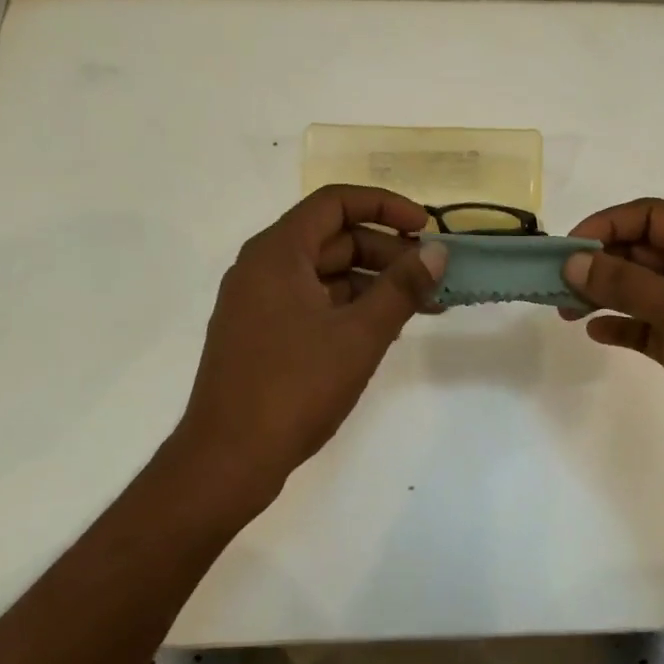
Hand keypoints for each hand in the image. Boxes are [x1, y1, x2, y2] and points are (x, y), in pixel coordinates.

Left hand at [171, 185, 445, 510]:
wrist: (227, 461)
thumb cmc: (294, 388)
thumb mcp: (359, 335)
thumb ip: (401, 288)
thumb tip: (436, 252)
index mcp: (277, 253)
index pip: (336, 202)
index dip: (385, 206)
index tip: (425, 227)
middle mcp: (262, 267)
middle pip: (333, 238)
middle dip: (386, 251)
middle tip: (430, 276)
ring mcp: (259, 303)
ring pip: (325, 273)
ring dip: (373, 283)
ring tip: (421, 306)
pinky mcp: (262, 335)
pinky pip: (313, 302)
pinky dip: (350, 307)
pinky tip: (384, 329)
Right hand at [562, 198, 663, 487]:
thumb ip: (627, 284)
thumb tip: (572, 262)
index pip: (653, 217)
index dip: (610, 224)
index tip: (571, 248)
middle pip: (640, 251)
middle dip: (599, 262)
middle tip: (559, 282)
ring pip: (636, 289)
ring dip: (601, 293)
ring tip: (566, 310)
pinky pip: (640, 326)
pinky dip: (616, 325)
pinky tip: (594, 332)